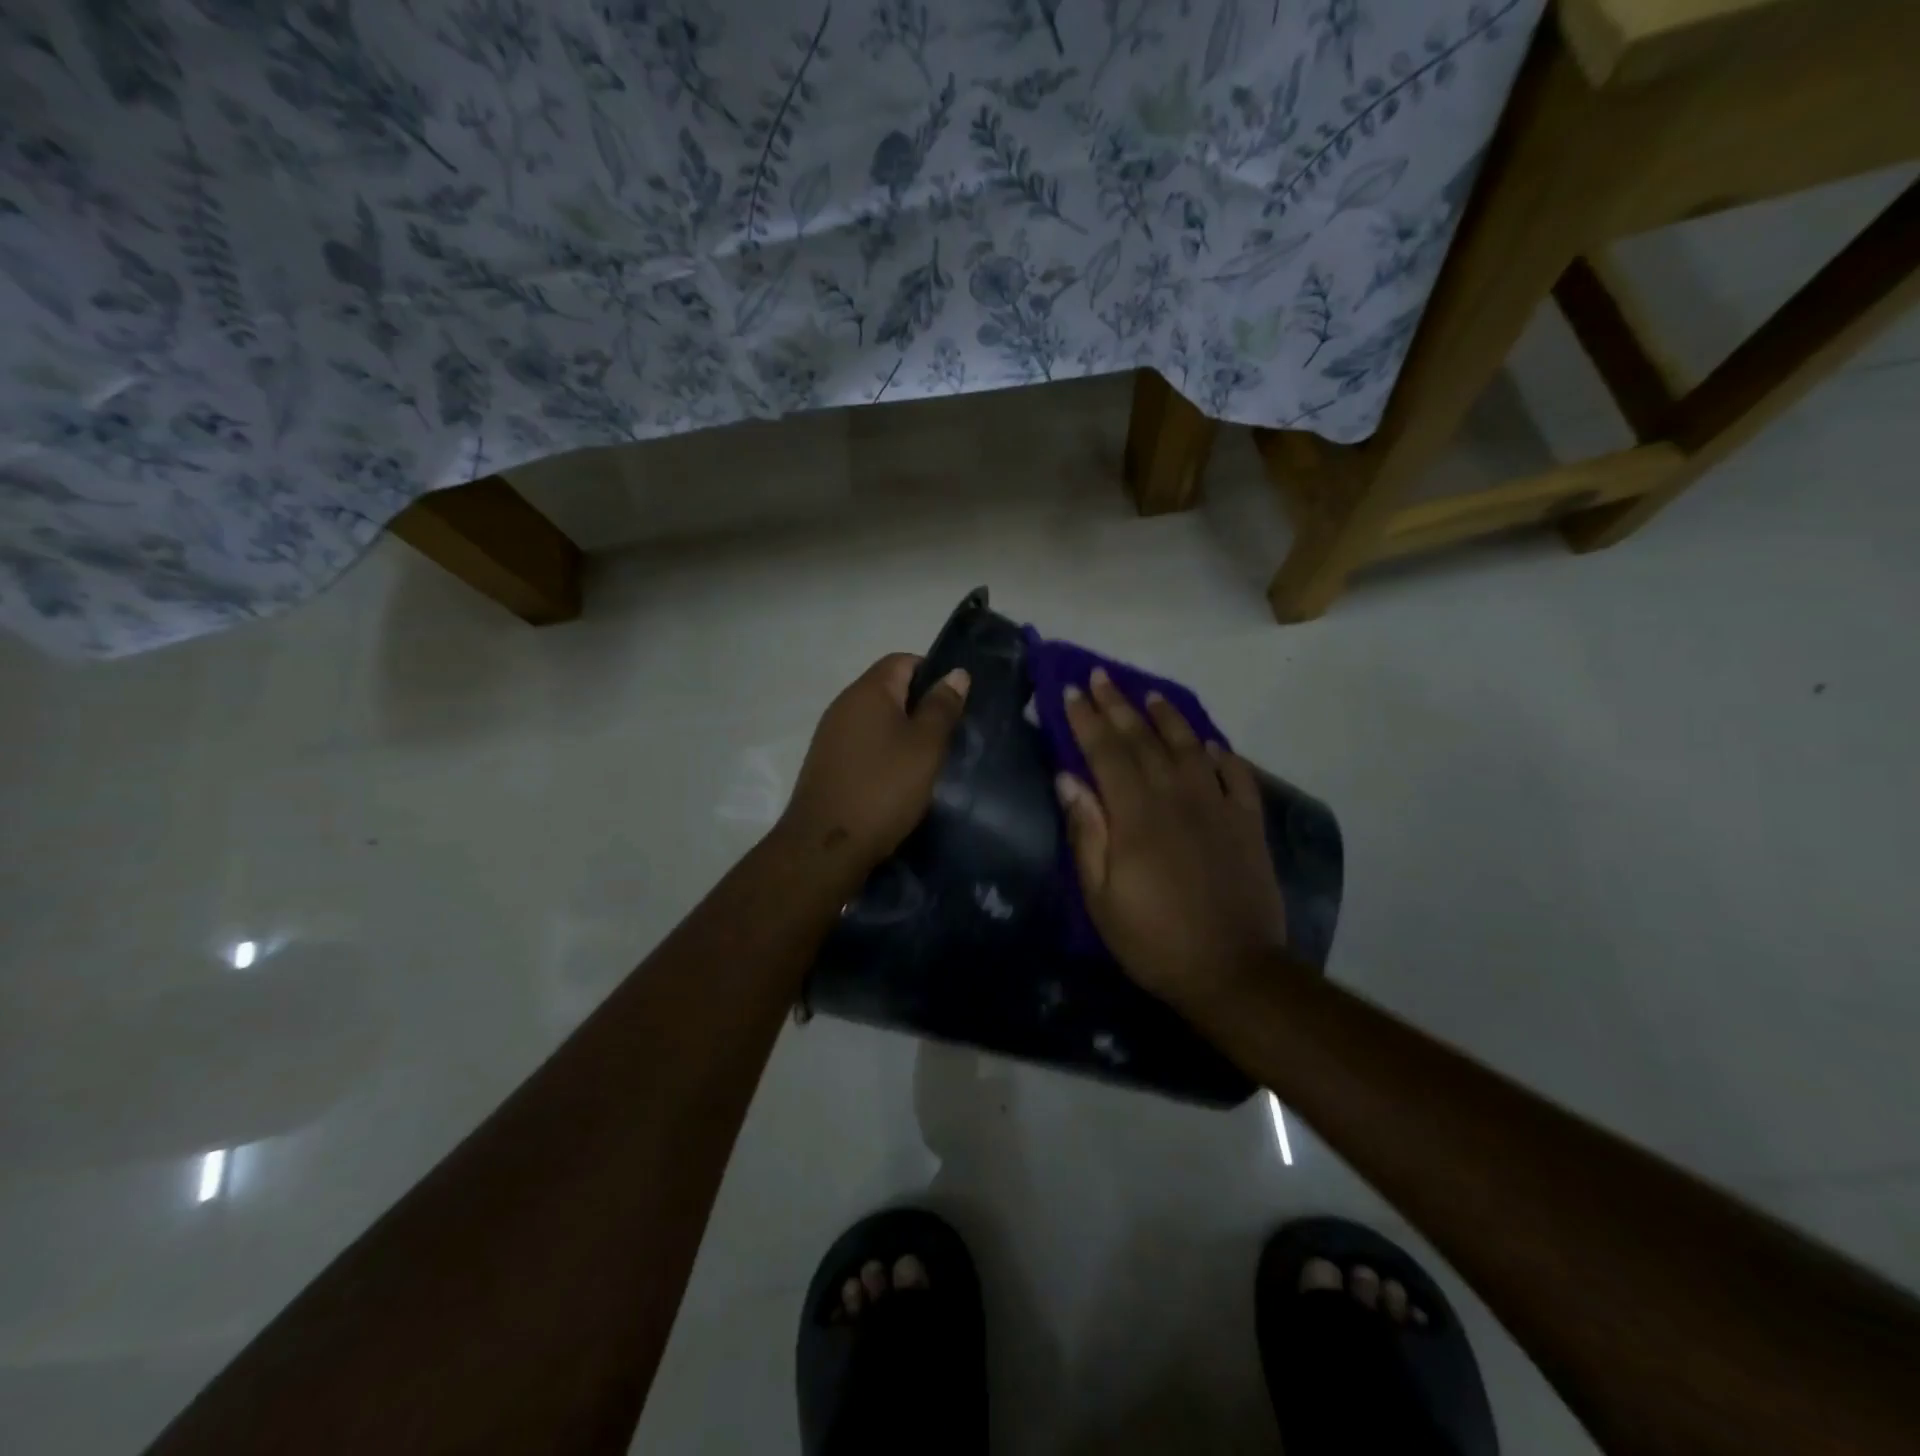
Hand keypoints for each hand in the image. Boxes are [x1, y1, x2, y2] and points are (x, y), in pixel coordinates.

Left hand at [779, 653, 970, 877]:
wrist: (826, 845)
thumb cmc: (883, 788)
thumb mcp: (925, 746)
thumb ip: (942, 707)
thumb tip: (956, 672)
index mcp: (868, 690)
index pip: (903, 660)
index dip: (933, 674)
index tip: (955, 704)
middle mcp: (844, 704)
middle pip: (888, 688)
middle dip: (920, 706)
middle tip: (948, 735)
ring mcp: (831, 734)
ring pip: (876, 719)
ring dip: (902, 732)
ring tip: (927, 760)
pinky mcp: (827, 763)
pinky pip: (863, 743)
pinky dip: (883, 752)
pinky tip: (899, 779)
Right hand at [1056, 668, 1288, 1010]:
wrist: (1234, 971)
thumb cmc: (1153, 939)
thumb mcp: (1101, 896)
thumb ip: (1087, 833)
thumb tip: (1068, 779)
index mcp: (1136, 814)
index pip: (1105, 751)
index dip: (1086, 718)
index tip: (1070, 689)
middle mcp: (1177, 796)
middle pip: (1144, 739)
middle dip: (1118, 704)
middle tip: (1100, 675)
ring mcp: (1218, 806)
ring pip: (1190, 747)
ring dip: (1168, 717)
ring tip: (1151, 694)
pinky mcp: (1248, 823)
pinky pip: (1237, 775)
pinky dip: (1223, 754)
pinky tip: (1212, 743)